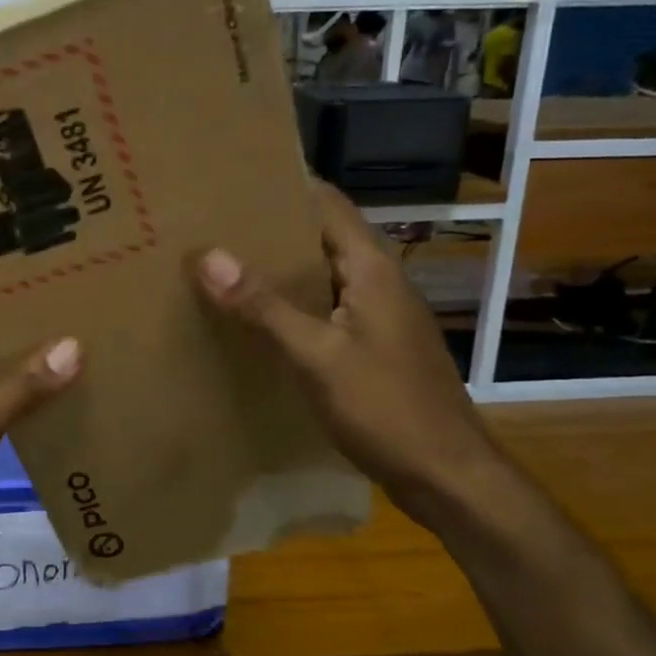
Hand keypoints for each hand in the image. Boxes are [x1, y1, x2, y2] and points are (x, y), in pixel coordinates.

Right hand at [190, 178, 504, 521]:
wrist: (447, 476)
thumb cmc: (386, 408)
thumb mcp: (317, 356)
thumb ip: (264, 306)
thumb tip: (208, 256)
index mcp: (372, 268)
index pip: (327, 202)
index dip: (285, 185)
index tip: (231, 179)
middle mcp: (378, 281)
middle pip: (321, 236)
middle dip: (271, 227)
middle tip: (212, 222)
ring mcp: (378, 315)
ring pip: (322, 275)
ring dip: (279, 268)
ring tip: (221, 263)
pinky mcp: (372, 346)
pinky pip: (325, 308)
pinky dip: (291, 304)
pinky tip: (255, 318)